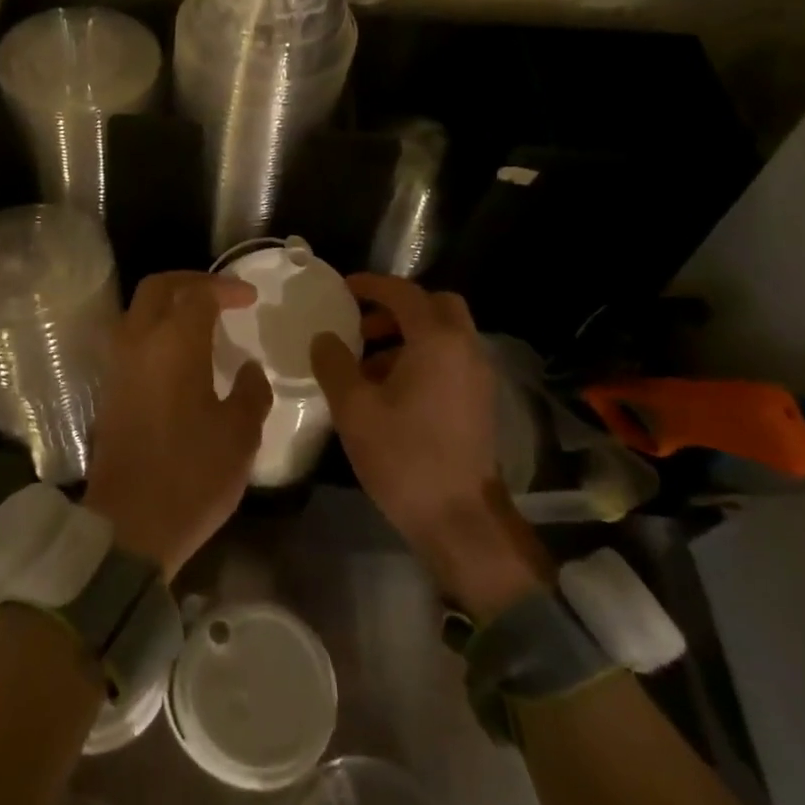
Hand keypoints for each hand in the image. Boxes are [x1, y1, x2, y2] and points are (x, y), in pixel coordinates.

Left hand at [83, 272, 272, 579]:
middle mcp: (138, 342)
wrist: (129, 524)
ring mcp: (117, 365)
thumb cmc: (192, 474)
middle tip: (221, 294)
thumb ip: (249, 391)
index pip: (198, 294)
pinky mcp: (109, 389)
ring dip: (168, 304)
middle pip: (158, 288)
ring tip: (201, 321)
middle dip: (191, 282)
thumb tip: (247, 368)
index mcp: (174, 344)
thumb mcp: (239, 434)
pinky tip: (180, 355)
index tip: (250, 298)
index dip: (226, 288)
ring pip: (138, 311)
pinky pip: (131, 338)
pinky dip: (155, 330)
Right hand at [311, 274, 547, 619]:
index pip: (404, 293)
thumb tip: (324, 338)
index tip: (343, 288)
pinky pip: (451, 359)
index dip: (371, 285)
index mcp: (437, 341)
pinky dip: (423, 357)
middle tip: (364, 326)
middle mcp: (465, 349)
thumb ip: (334, 363)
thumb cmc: (404, 457)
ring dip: (409, 334)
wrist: (460, 519)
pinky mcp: (480, 401)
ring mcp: (478, 376)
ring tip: (368, 363)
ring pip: (446, 334)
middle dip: (399, 307)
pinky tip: (391, 390)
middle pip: (436, 305)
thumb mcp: (354, 409)